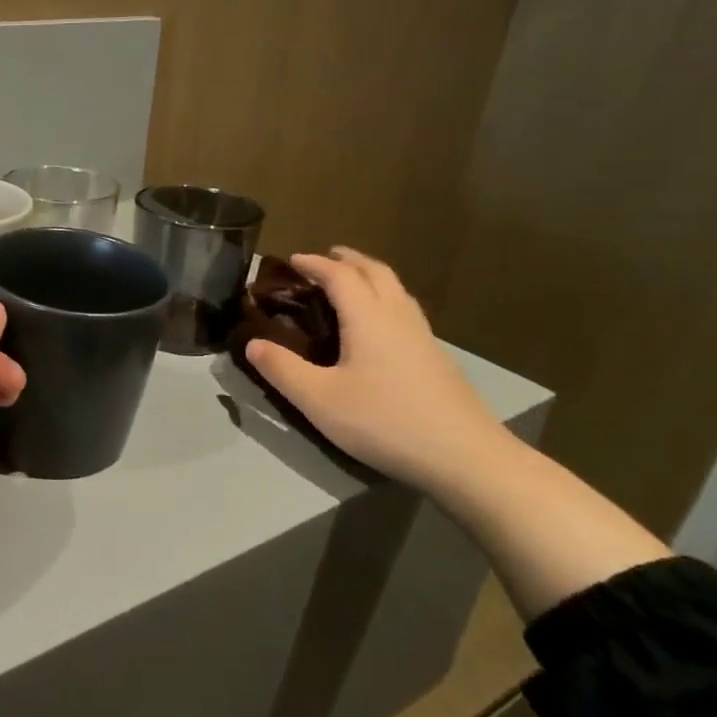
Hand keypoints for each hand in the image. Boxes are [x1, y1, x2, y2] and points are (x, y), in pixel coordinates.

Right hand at [243, 247, 514, 494]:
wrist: (464, 457)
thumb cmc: (384, 421)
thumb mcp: (319, 399)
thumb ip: (282, 369)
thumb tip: (252, 343)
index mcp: (368, 318)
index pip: (340, 275)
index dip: (315, 264)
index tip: (292, 260)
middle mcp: (398, 318)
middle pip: (376, 272)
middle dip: (348, 260)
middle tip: (325, 259)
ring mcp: (423, 338)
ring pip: (397, 291)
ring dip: (371, 277)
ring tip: (352, 284)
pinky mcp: (437, 359)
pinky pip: (406, 312)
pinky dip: (385, 301)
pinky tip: (380, 327)